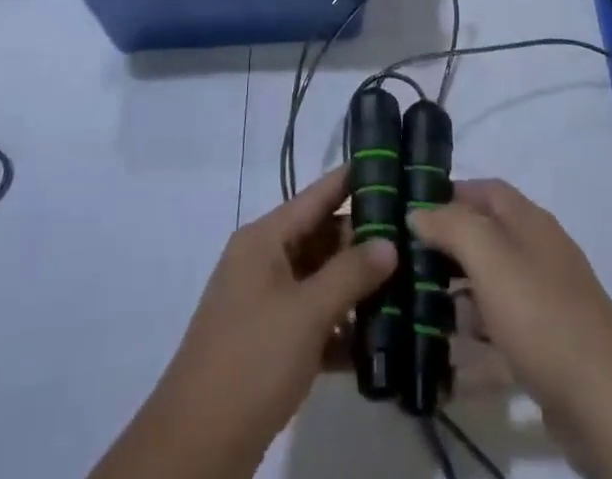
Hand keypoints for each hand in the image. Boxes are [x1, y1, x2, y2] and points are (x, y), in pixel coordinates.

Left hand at [90, 167, 395, 478]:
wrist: (197, 444)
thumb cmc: (252, 359)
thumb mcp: (307, 313)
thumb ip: (350, 274)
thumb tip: (390, 242)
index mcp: (265, 239)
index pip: (316, 196)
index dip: (353, 180)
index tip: (394, 168)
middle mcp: (264, 261)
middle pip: (321, 237)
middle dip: (364, 241)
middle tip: (414, 239)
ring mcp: (265, 303)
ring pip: (320, 280)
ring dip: (357, 287)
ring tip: (408, 286)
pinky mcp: (270, 343)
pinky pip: (313, 320)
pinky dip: (341, 327)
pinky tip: (379, 341)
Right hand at [412, 179, 611, 430]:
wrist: (608, 406)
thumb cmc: (543, 317)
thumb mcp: (491, 259)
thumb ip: (452, 226)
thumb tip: (418, 211)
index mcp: (530, 223)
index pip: (484, 190)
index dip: (448, 194)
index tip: (408, 211)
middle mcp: (538, 256)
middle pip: (484, 241)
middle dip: (444, 252)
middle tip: (402, 267)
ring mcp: (543, 306)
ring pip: (488, 293)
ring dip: (453, 303)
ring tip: (412, 317)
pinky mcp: (545, 353)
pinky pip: (498, 342)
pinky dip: (472, 353)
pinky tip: (442, 371)